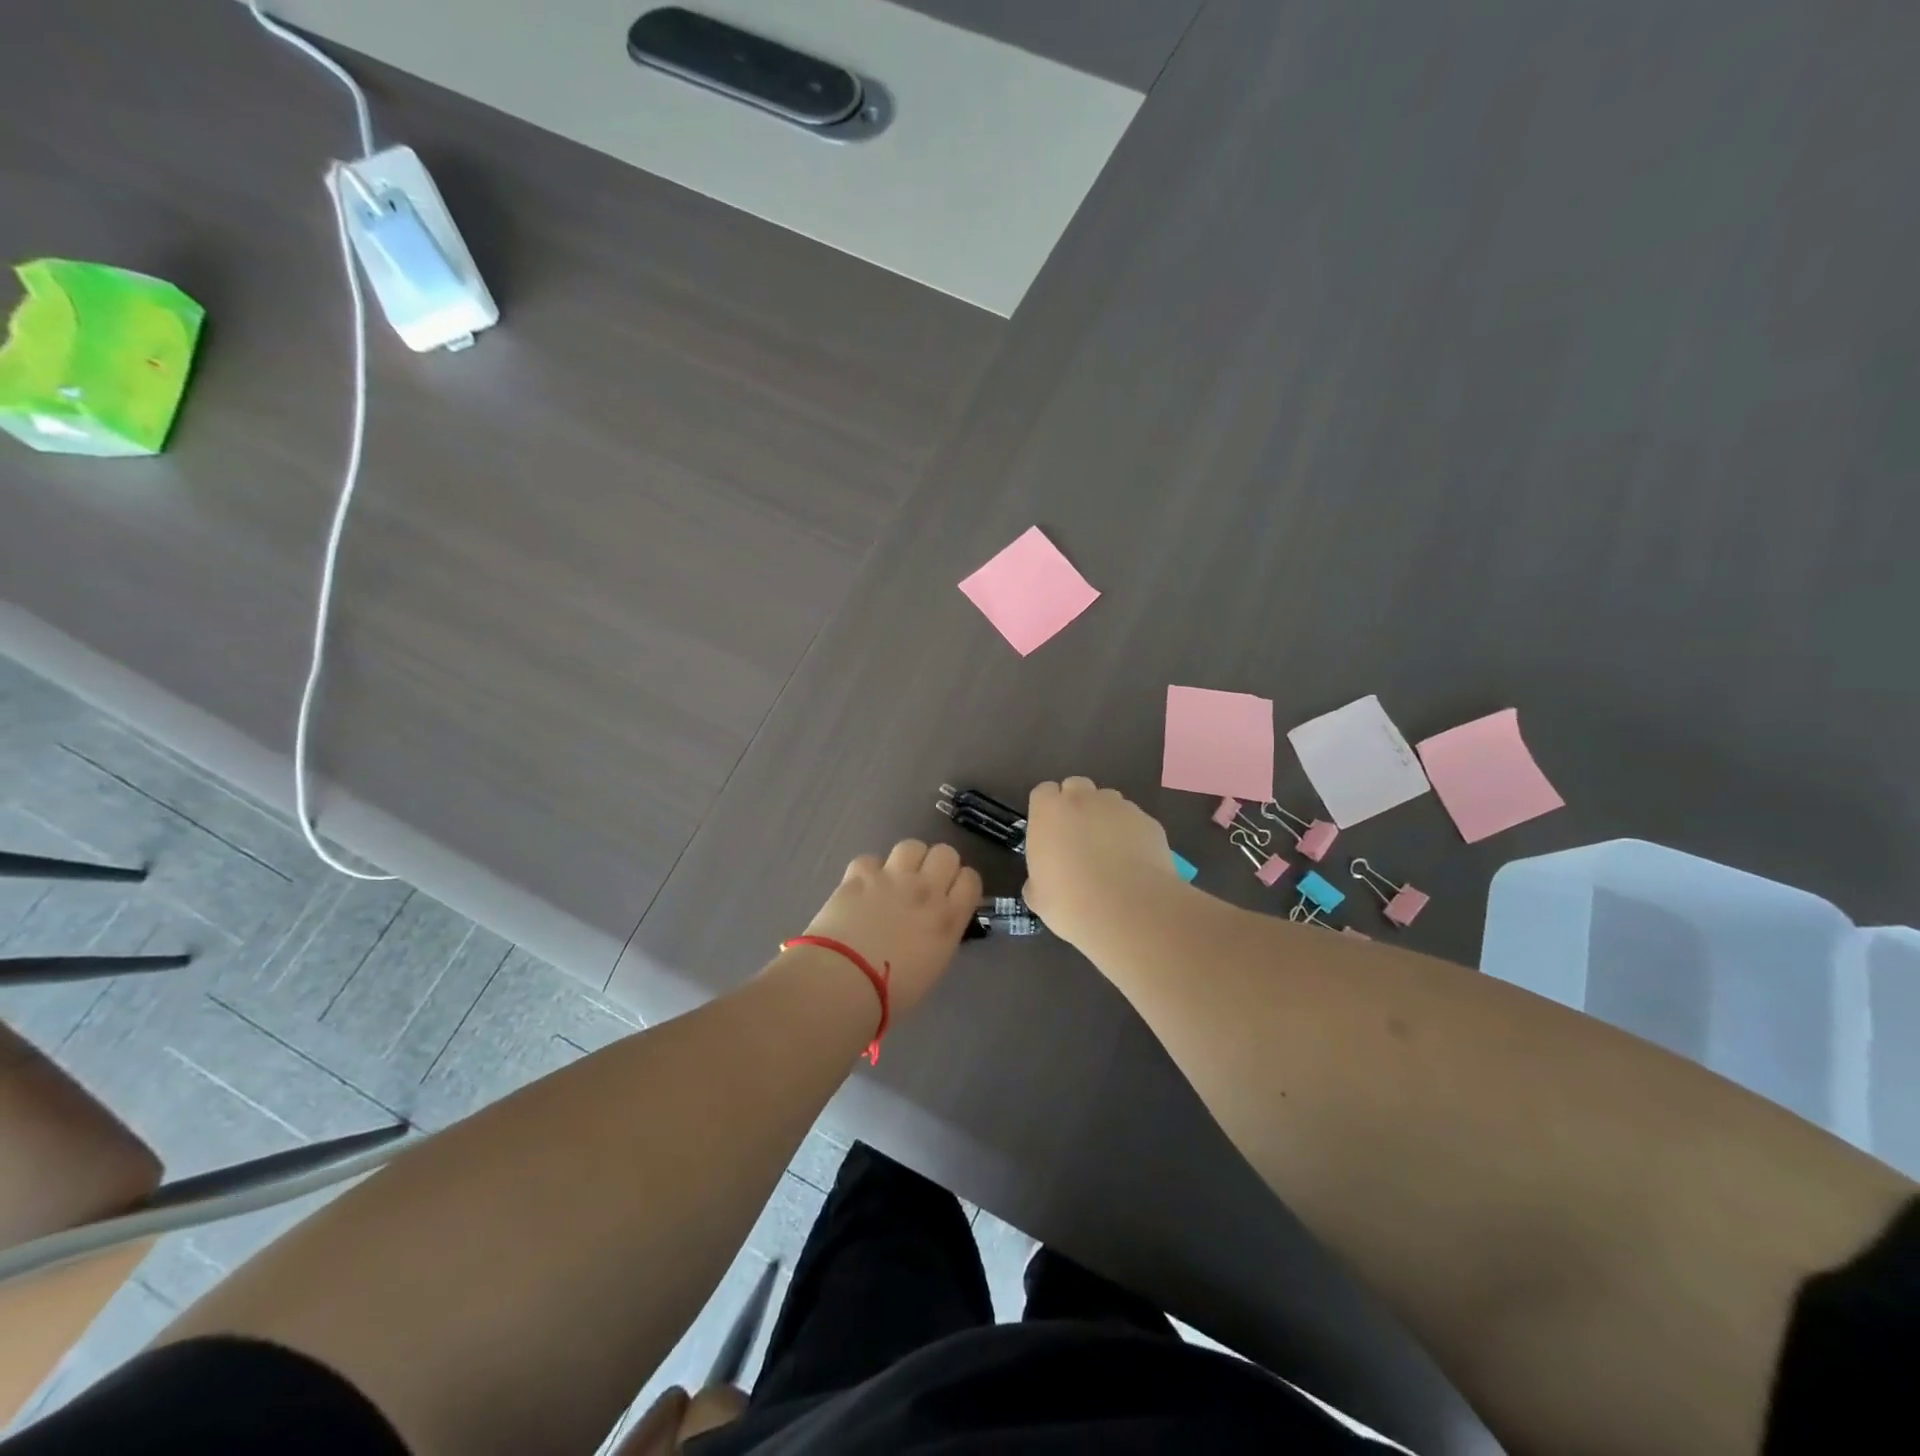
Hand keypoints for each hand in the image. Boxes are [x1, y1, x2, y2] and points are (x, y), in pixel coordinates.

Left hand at [800, 841, 981, 1018]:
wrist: (845, 982)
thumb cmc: (892, 994)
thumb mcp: (932, 968)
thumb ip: (937, 938)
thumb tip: (929, 929)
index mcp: (949, 918)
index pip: (970, 879)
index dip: (961, 884)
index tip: (952, 895)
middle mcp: (926, 890)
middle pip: (945, 853)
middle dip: (937, 865)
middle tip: (924, 884)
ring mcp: (892, 878)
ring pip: (911, 846)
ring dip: (907, 860)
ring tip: (895, 879)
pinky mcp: (860, 875)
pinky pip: (870, 859)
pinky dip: (868, 872)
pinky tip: (862, 888)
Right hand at [1023, 777, 1178, 950]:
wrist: (1129, 911)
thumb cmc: (1071, 902)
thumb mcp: (1039, 897)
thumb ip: (1037, 879)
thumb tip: (1041, 883)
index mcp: (1049, 812)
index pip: (1044, 793)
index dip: (1047, 811)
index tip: (1050, 834)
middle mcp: (1084, 799)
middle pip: (1077, 787)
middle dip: (1076, 805)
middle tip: (1078, 839)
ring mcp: (1120, 807)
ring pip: (1109, 802)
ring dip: (1105, 818)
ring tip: (1110, 852)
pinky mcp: (1149, 822)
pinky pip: (1135, 822)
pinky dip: (1132, 835)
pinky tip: (1134, 864)